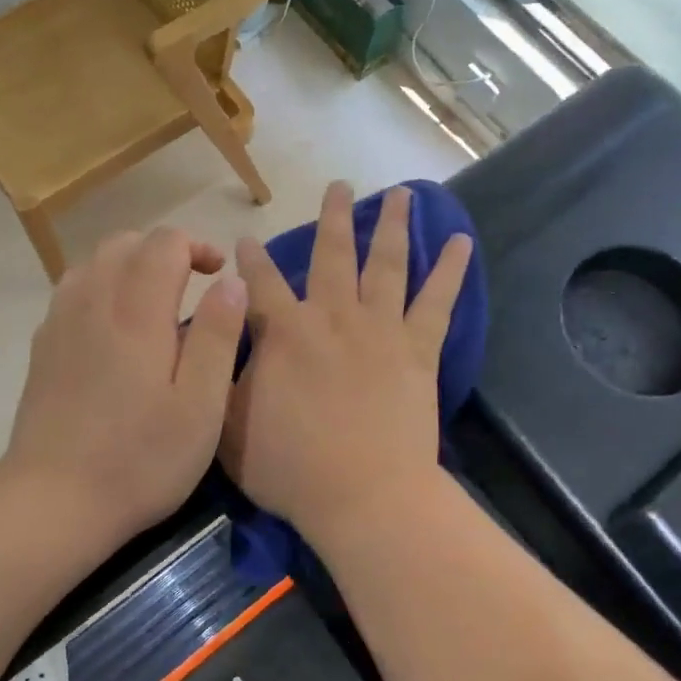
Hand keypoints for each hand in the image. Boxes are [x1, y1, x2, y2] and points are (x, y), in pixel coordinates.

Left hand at [5, 227, 248, 540]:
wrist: (53, 501)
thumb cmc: (140, 458)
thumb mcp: (201, 405)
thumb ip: (218, 335)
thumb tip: (232, 281)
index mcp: (137, 311)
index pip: (164, 243)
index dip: (196, 246)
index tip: (218, 275)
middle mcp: (94, 302)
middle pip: (125, 242)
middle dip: (163, 250)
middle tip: (192, 283)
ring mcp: (60, 322)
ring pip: (94, 262)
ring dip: (129, 264)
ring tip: (154, 300)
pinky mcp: (43, 347)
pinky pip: (72, 290)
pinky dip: (101, 287)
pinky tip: (114, 327)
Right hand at [221, 182, 471, 535]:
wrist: (364, 495)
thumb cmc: (291, 468)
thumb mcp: (228, 424)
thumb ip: (221, 375)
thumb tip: (219, 340)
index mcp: (284, 331)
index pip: (260, 281)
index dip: (250, 258)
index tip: (246, 239)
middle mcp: (332, 315)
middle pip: (332, 253)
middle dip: (333, 217)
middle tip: (338, 185)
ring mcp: (380, 328)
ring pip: (386, 263)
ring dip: (391, 225)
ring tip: (401, 194)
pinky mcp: (419, 349)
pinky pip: (438, 301)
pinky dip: (450, 270)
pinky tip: (461, 241)